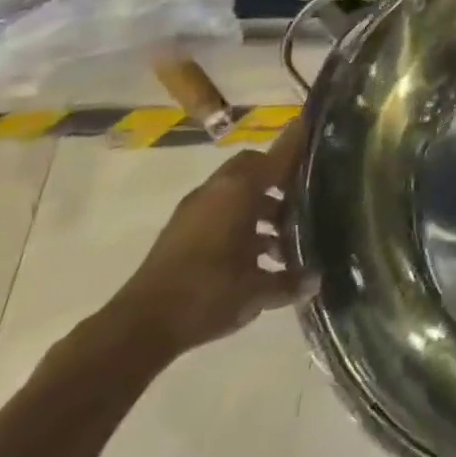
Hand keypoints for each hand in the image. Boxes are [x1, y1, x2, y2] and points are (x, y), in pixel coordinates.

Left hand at [103, 113, 312, 360]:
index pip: (278, 155)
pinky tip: (256, 258)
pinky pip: (220, 212)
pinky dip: (241, 224)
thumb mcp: (256, 290)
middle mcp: (217, 191)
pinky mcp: (181, 233)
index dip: (299, 141)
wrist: (139, 328)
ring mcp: (195, 211)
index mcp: (239, 190)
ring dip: (261, 207)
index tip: (316, 128)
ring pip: (237, 193)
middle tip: (305, 195)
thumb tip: (317, 280)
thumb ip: (289, 280)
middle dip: (280, 178)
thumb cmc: (207, 294)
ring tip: (285, 238)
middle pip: (255, 168)